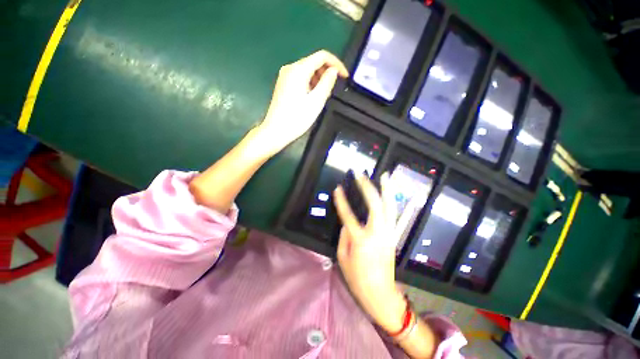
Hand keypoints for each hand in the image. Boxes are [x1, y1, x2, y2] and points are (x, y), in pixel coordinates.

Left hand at [258, 50, 348, 153]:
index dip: (336, 64)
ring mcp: (285, 76)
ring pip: (307, 70)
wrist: (276, 131)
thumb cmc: (297, 118)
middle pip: (314, 62)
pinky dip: (310, 84)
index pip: (322, 56)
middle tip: (332, 90)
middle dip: (327, 73)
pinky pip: (301, 78)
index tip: (345, 76)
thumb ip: (327, 83)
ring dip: (319, 79)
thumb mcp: (316, 101)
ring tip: (322, 96)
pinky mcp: (283, 84)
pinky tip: (312, 97)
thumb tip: (333, 71)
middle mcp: (290, 68)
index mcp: (298, 70)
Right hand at [333, 173, 406, 332]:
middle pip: (375, 205)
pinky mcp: (394, 236)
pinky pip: (398, 217)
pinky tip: (403, 195)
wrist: (380, 294)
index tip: (337, 189)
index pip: (348, 215)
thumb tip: (347, 223)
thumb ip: (344, 237)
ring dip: (387, 189)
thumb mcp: (343, 257)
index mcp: (361, 240)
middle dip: (367, 187)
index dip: (341, 201)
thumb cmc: (357, 278)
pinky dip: (401, 204)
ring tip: (384, 175)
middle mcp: (378, 233)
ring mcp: (389, 234)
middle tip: (361, 175)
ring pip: (390, 207)